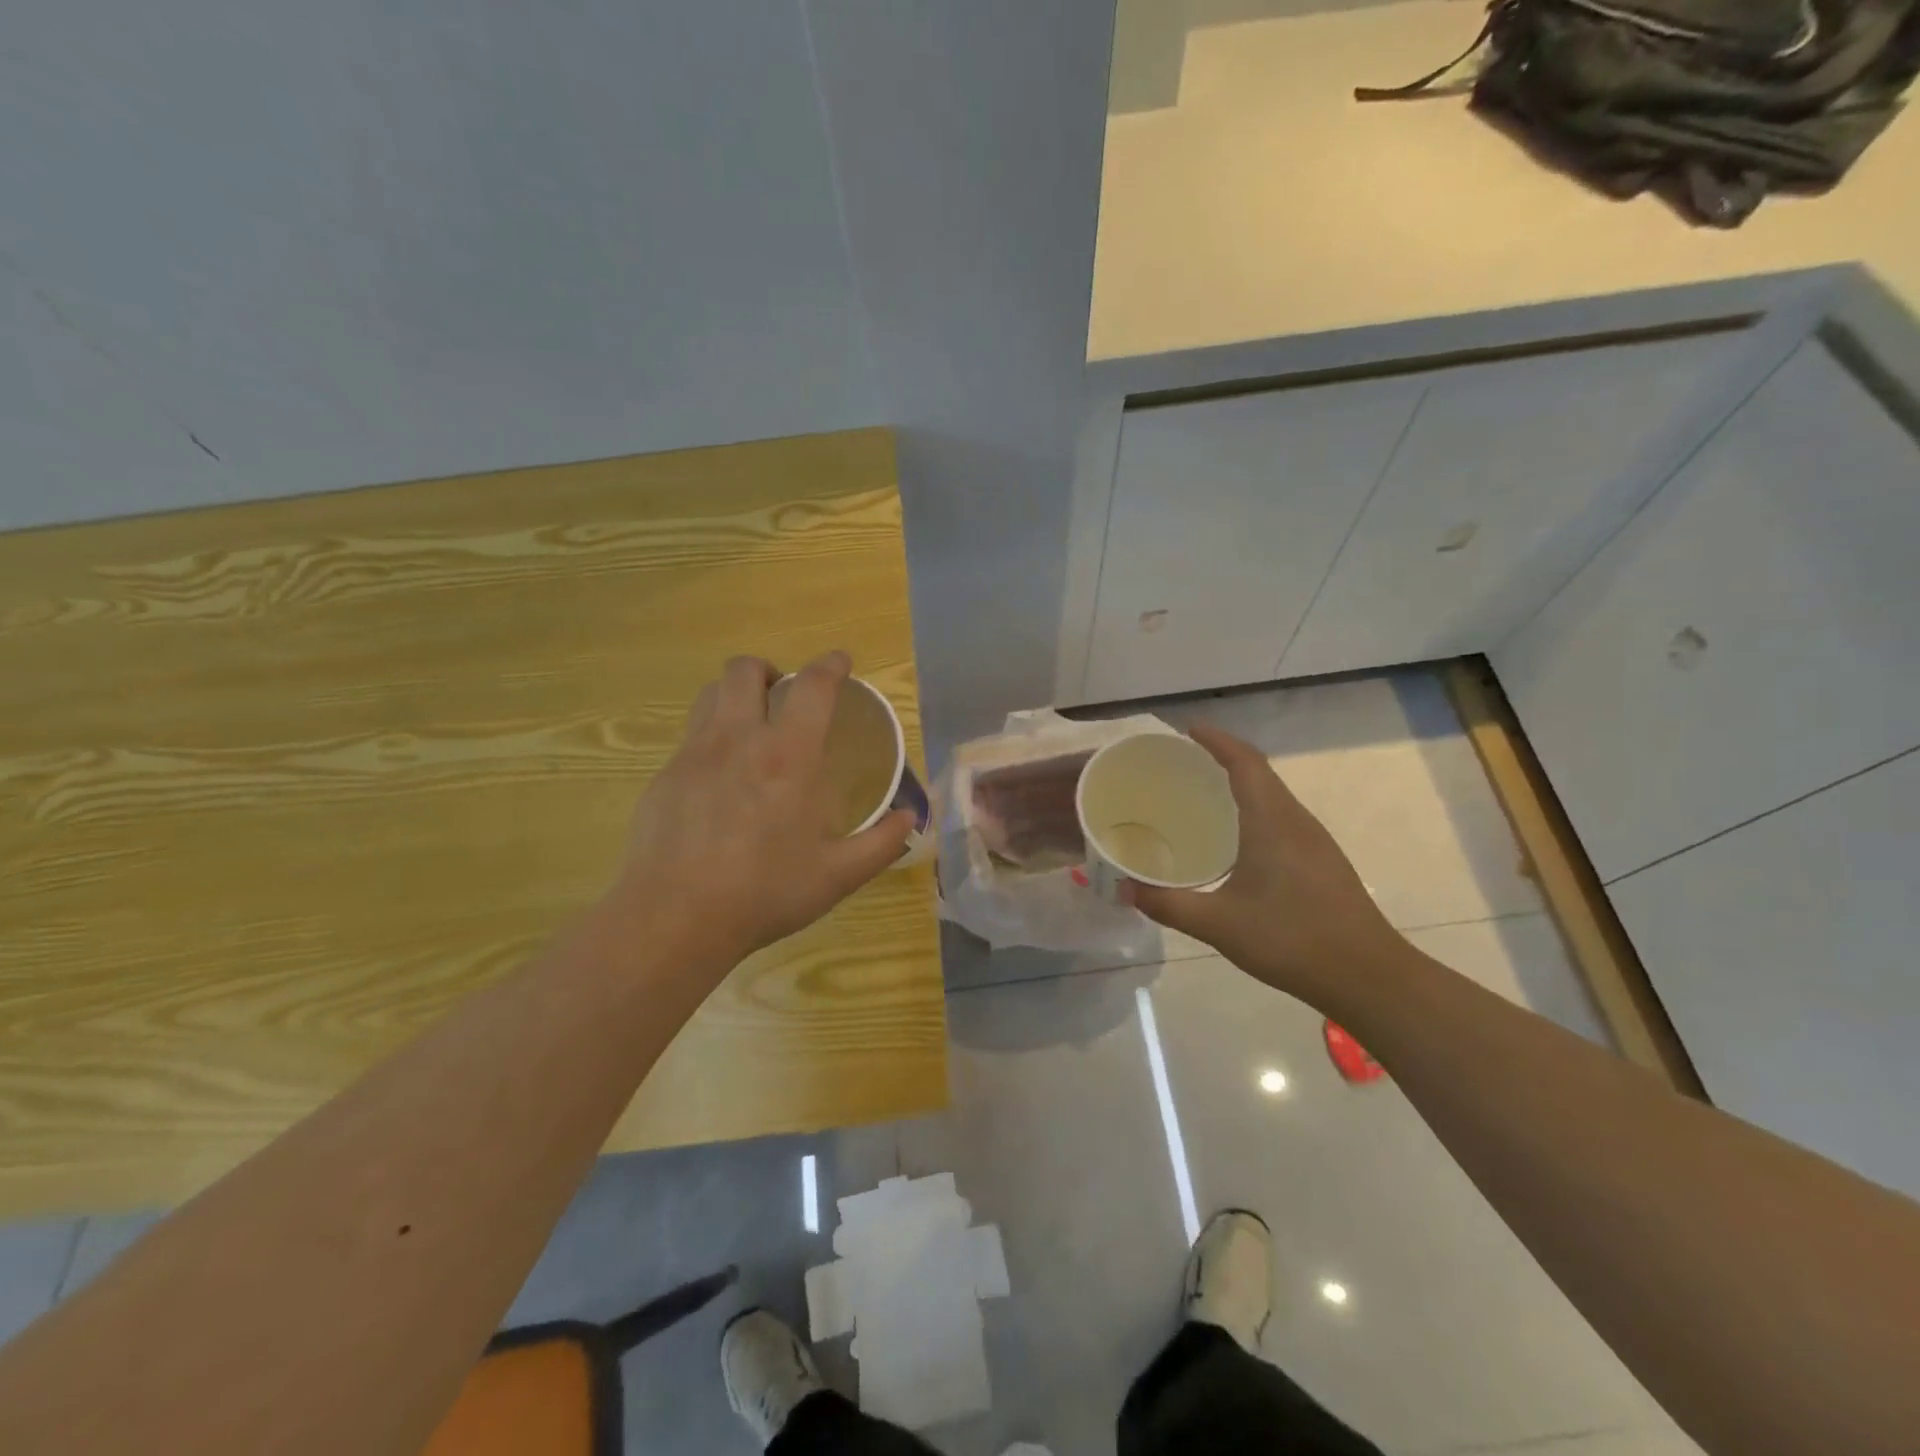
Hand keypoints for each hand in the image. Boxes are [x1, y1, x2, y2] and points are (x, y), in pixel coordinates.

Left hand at [608, 651, 913, 970]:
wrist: (673, 918)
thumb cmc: (763, 893)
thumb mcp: (837, 876)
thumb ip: (881, 843)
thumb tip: (910, 818)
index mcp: (788, 756)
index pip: (813, 686)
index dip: (831, 664)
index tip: (841, 662)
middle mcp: (738, 739)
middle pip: (745, 670)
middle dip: (769, 669)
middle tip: (783, 695)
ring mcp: (694, 754)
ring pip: (710, 694)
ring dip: (734, 694)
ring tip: (750, 724)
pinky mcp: (665, 776)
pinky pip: (690, 736)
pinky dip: (712, 737)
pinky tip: (720, 779)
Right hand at [1129, 723, 1404, 1005]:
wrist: (1369, 977)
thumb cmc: (1292, 940)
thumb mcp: (1219, 924)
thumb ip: (1168, 904)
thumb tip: (1123, 889)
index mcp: (1272, 822)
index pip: (1244, 762)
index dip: (1216, 739)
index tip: (1186, 728)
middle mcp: (1295, 821)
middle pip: (1259, 772)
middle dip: (1222, 757)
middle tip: (1180, 761)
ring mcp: (1313, 841)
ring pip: (1273, 795)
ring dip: (1240, 782)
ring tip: (1201, 791)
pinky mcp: (1321, 861)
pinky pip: (1281, 816)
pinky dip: (1253, 807)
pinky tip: (1234, 836)